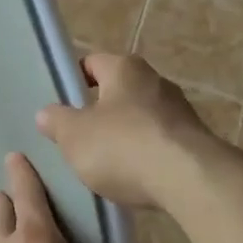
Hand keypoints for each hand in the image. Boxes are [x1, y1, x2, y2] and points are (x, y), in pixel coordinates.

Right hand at [35, 53, 223, 209]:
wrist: (190, 180)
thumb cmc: (123, 146)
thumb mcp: (74, 136)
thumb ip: (57, 122)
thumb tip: (46, 113)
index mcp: (124, 68)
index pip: (92, 62)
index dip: (73, 80)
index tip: (61, 104)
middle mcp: (155, 80)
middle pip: (118, 90)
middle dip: (100, 111)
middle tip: (79, 136)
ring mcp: (180, 110)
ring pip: (141, 117)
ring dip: (125, 135)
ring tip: (106, 163)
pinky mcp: (195, 140)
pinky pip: (160, 141)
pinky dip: (146, 155)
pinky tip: (135, 178)